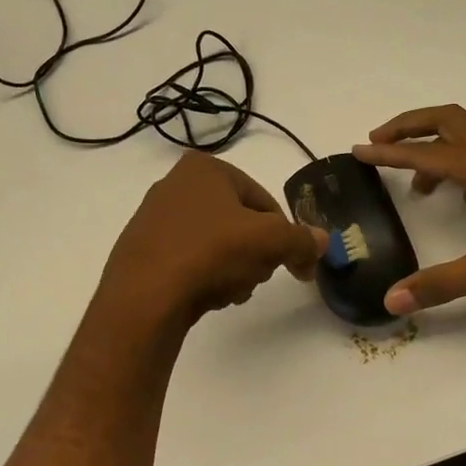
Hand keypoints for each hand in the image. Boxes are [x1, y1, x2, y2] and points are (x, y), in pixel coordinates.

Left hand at [100, 152, 326, 328]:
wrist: (145, 296)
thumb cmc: (210, 252)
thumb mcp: (269, 241)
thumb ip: (301, 240)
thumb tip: (322, 241)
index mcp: (205, 169)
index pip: (263, 200)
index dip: (285, 235)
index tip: (295, 265)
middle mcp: (175, 185)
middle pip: (239, 224)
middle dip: (255, 254)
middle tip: (256, 277)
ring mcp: (154, 219)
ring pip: (216, 245)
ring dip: (233, 269)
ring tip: (230, 291)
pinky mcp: (142, 252)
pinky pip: (189, 261)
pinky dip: (204, 277)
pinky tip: (207, 297)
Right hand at [353, 105, 465, 314]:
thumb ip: (438, 285)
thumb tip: (390, 300)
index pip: (426, 153)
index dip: (387, 153)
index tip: (357, 151)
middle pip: (448, 120)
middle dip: (409, 126)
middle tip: (378, 142)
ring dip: (436, 145)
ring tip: (416, 181)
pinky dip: (461, 163)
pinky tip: (460, 198)